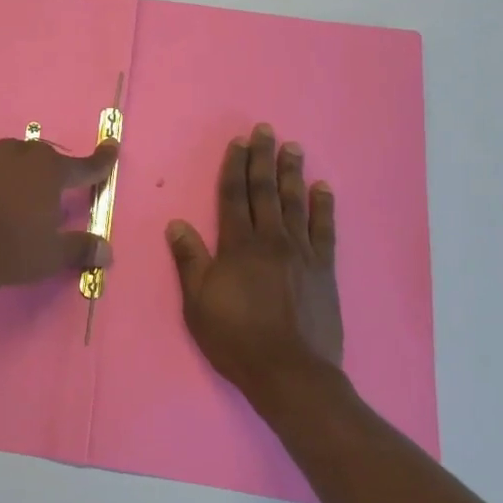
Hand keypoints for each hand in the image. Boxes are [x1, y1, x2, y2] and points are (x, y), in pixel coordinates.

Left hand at [0, 135, 119, 305]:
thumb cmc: (11, 251)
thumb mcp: (52, 255)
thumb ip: (81, 248)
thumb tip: (106, 252)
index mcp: (48, 170)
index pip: (83, 166)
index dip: (101, 161)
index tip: (111, 147)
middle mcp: (17, 155)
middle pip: (43, 157)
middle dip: (53, 171)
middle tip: (54, 191)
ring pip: (10, 158)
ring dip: (19, 171)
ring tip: (18, 196)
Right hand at [167, 124, 344, 418]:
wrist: (290, 372)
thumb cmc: (235, 338)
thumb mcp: (197, 302)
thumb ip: (190, 260)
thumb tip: (177, 223)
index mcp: (238, 246)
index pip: (234, 197)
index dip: (234, 168)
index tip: (238, 143)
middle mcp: (271, 240)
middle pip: (265, 192)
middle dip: (263, 159)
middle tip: (266, 130)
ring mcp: (302, 253)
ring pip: (295, 203)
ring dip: (292, 173)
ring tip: (293, 147)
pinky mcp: (324, 270)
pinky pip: (325, 230)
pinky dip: (324, 207)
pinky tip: (323, 188)